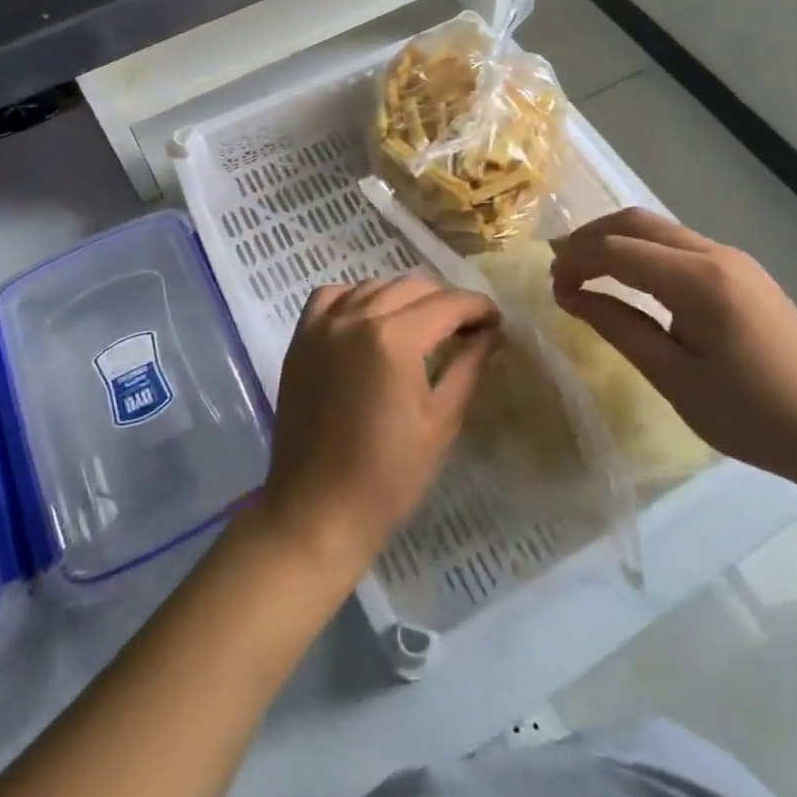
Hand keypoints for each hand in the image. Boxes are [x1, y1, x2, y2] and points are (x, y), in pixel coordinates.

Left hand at [256, 277, 497, 581]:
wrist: (318, 509)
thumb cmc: (388, 476)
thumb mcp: (441, 422)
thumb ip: (467, 368)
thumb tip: (489, 335)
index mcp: (395, 339)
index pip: (448, 304)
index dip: (478, 308)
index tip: (496, 322)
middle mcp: (356, 318)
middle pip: (412, 287)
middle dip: (446, 301)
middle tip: (465, 328)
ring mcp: (323, 325)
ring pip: (373, 286)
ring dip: (404, 297)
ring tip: (422, 324)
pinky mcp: (301, 339)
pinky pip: (331, 297)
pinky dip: (355, 297)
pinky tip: (368, 319)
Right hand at [550, 208, 796, 478]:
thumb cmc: (751, 415)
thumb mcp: (673, 377)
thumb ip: (617, 326)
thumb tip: (571, 296)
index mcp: (697, 281)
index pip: (616, 249)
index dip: (575, 262)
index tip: (553, 291)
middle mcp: (714, 254)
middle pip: (634, 222)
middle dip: (589, 238)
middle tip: (560, 271)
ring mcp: (731, 257)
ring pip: (656, 227)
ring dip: (614, 240)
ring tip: (584, 271)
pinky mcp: (740, 269)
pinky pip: (677, 243)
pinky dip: (641, 251)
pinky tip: (628, 278)